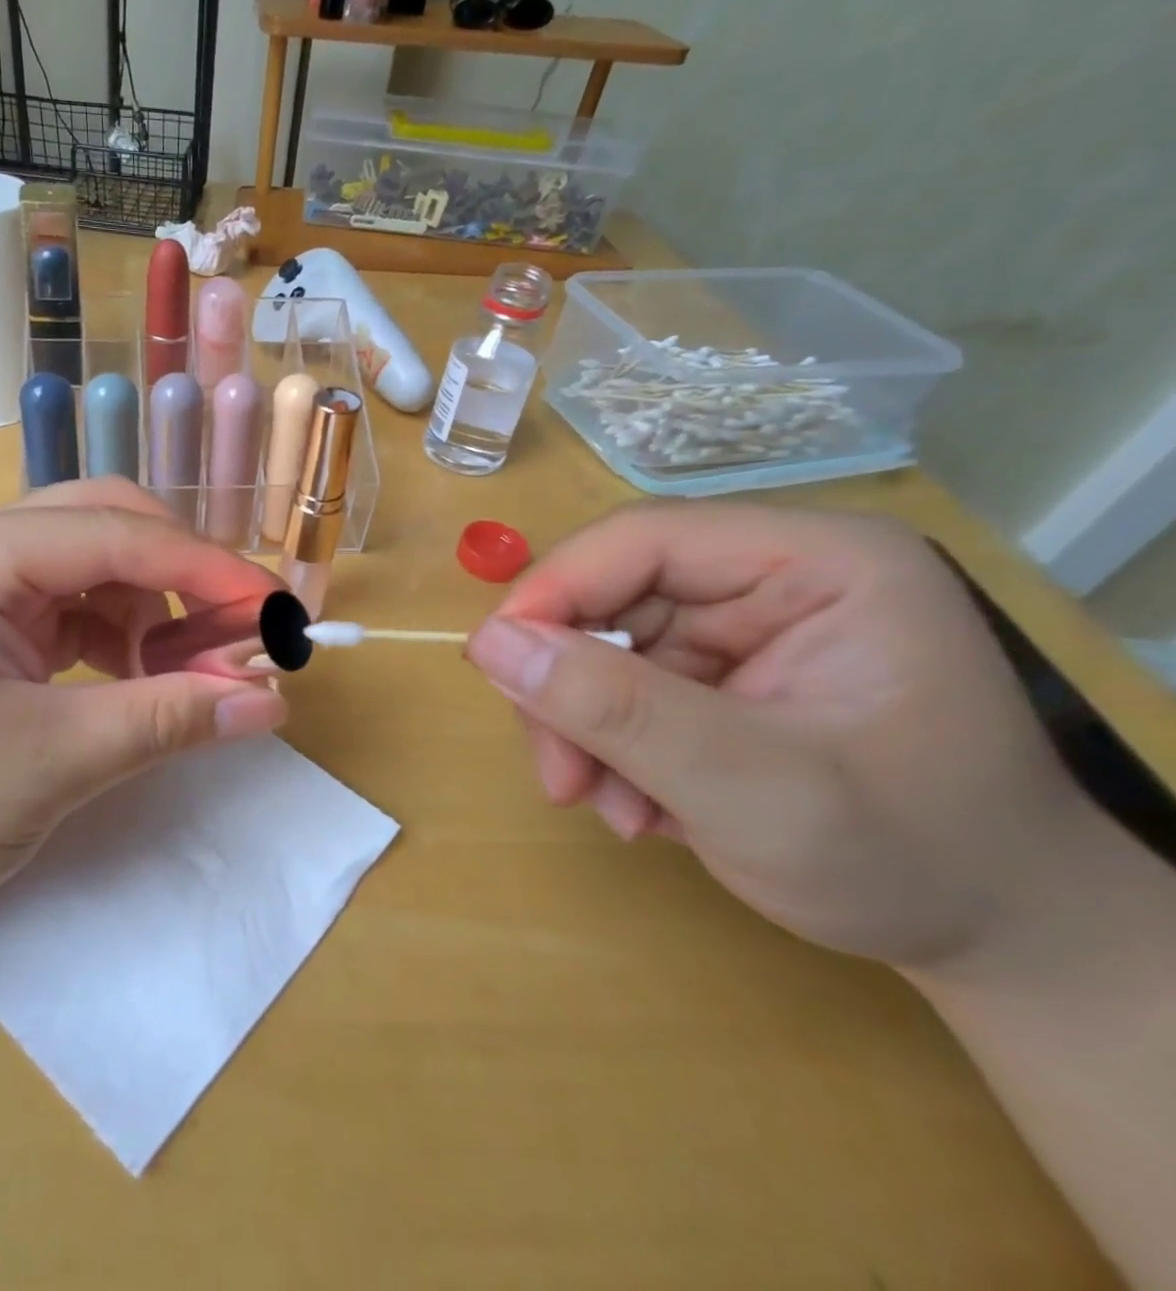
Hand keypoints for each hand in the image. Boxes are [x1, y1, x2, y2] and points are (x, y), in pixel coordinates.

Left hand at [0, 478, 288, 934]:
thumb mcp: (46, 766)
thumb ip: (165, 721)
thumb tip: (270, 702)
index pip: (114, 534)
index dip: (206, 568)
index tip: (276, 612)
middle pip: (99, 525)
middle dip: (177, 575)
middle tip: (232, 635)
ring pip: (84, 568)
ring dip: (146, 610)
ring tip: (182, 674)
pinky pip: (58, 610)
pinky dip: (110, 638)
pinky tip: (129, 681)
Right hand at [465, 504, 1091, 968]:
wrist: (996, 944)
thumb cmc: (909, 861)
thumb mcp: (751, 789)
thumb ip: (616, 709)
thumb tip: (486, 642)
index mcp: (816, 562)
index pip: (644, 538)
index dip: (555, 591)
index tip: (495, 666)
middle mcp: (773, 578)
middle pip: (614, 598)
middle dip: (572, 691)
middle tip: (561, 779)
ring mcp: (743, 628)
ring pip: (604, 649)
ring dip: (586, 731)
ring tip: (611, 810)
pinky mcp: (720, 674)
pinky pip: (623, 688)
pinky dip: (609, 748)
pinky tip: (638, 808)